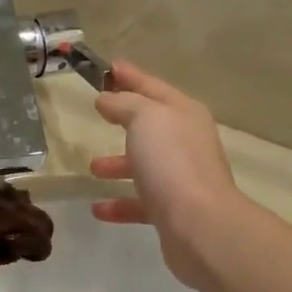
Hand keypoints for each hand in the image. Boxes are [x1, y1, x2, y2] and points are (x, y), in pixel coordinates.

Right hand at [88, 62, 245, 290]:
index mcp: (184, 114)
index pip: (153, 87)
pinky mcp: (172, 211)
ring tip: (93, 167)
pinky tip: (98, 208)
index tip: (109, 67)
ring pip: (145, 165)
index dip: (131, 76)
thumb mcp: (145, 118)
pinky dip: (120, 203)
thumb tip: (107, 99)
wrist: (199, 224)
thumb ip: (124, 104)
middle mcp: (186, 142)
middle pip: (151, 125)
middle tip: (99, 112)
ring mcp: (180, 178)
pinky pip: (141, 202)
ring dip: (119, 164)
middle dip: (125, 118)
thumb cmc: (171, 162)